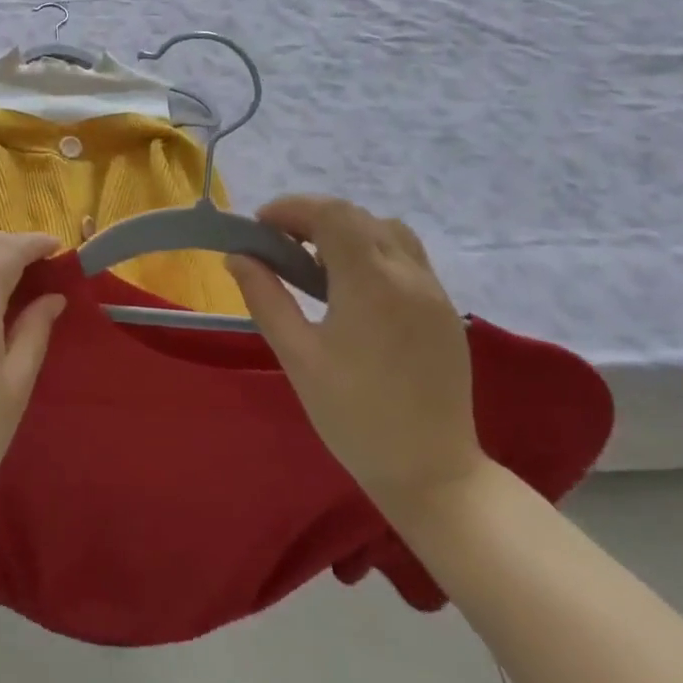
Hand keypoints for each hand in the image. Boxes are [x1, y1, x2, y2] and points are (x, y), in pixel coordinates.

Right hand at [226, 196, 485, 521]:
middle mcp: (409, 276)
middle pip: (358, 217)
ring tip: (313, 261)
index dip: (292, 208)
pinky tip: (350, 286)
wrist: (433, 474)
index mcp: (372, 284)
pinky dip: (371, 250)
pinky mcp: (445, 311)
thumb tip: (237, 256)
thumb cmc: (355, 417)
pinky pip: (406, 257)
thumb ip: (265, 298)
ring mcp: (434, 292)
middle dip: (312, 217)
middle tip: (277, 244)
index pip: (332, 214)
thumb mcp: (298, 356)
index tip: (259, 227)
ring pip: (387, 231)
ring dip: (345, 231)